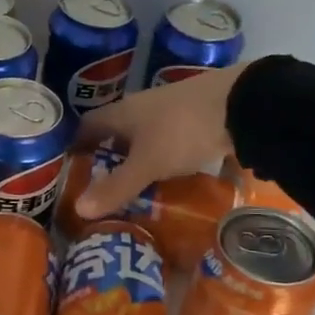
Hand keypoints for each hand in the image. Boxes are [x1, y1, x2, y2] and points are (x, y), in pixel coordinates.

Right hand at [73, 64, 244, 217]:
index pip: (89, 125)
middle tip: (102, 189)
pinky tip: (170, 178)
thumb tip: (77, 210)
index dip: (78, 146)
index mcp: (123, 112)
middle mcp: (143, 107)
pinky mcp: (197, 119)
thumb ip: (116, 187)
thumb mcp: (147, 164)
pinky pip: (170, 142)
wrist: (242, 104)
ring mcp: (172, 112)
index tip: (73, 171)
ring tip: (135, 190)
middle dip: (109, 158)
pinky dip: (164, 160)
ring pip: (145, 138)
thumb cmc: (183, 130)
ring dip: (138, 160)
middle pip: (117, 132)